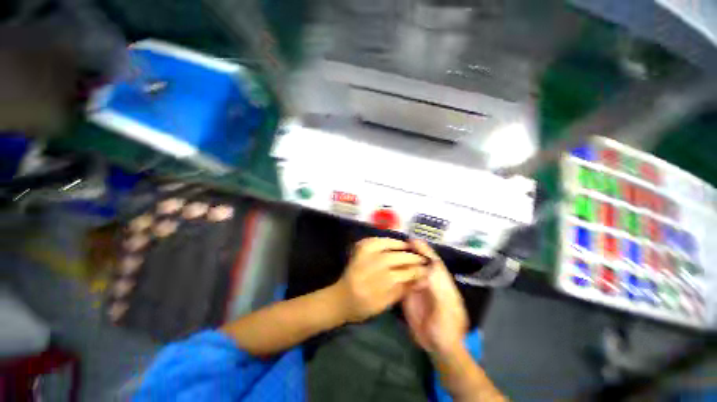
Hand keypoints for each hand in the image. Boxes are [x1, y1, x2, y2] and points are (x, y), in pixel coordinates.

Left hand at [333, 237, 429, 323]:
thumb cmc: (363, 307)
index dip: (416, 270)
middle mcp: (368, 269)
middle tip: (420, 257)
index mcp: (376, 287)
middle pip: (394, 258)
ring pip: (383, 246)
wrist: (341, 299)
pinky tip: (391, 241)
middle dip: (410, 257)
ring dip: (398, 244)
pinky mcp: (357, 251)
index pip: (402, 274)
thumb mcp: (385, 304)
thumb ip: (402, 290)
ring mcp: (361, 257)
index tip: (426, 269)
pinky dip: (383, 239)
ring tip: (408, 246)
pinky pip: (372, 240)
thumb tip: (419, 278)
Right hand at [402, 239, 467, 357]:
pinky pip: (402, 280)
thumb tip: (426, 268)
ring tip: (391, 250)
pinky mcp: (408, 295)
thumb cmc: (447, 327)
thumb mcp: (445, 308)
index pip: (432, 261)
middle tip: (398, 242)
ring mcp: (417, 287)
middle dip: (411, 251)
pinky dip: (396, 272)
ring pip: (410, 269)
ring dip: (402, 259)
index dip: (423, 249)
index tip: (413, 240)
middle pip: (419, 262)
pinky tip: (388, 266)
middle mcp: (428, 281)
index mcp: (441, 281)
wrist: (438, 346)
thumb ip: (437, 288)